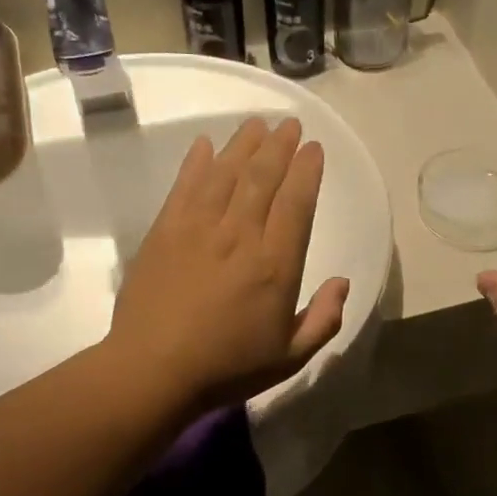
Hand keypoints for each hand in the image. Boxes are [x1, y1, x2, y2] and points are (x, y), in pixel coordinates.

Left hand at [110, 117, 348, 412]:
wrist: (153, 371)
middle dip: (279, 146)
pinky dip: (197, 162)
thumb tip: (343, 282)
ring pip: (225, 174)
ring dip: (243, 145)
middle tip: (289, 124)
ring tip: (256, 124)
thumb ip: (323, 319)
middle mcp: (240, 236)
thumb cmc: (227, 367)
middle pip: (262, 178)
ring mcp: (198, 229)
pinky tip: (205, 145)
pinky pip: (185, 187)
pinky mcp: (164, 232)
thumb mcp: (290, 357)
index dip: (306, 171)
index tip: (313, 148)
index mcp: (275, 265)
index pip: (296, 203)